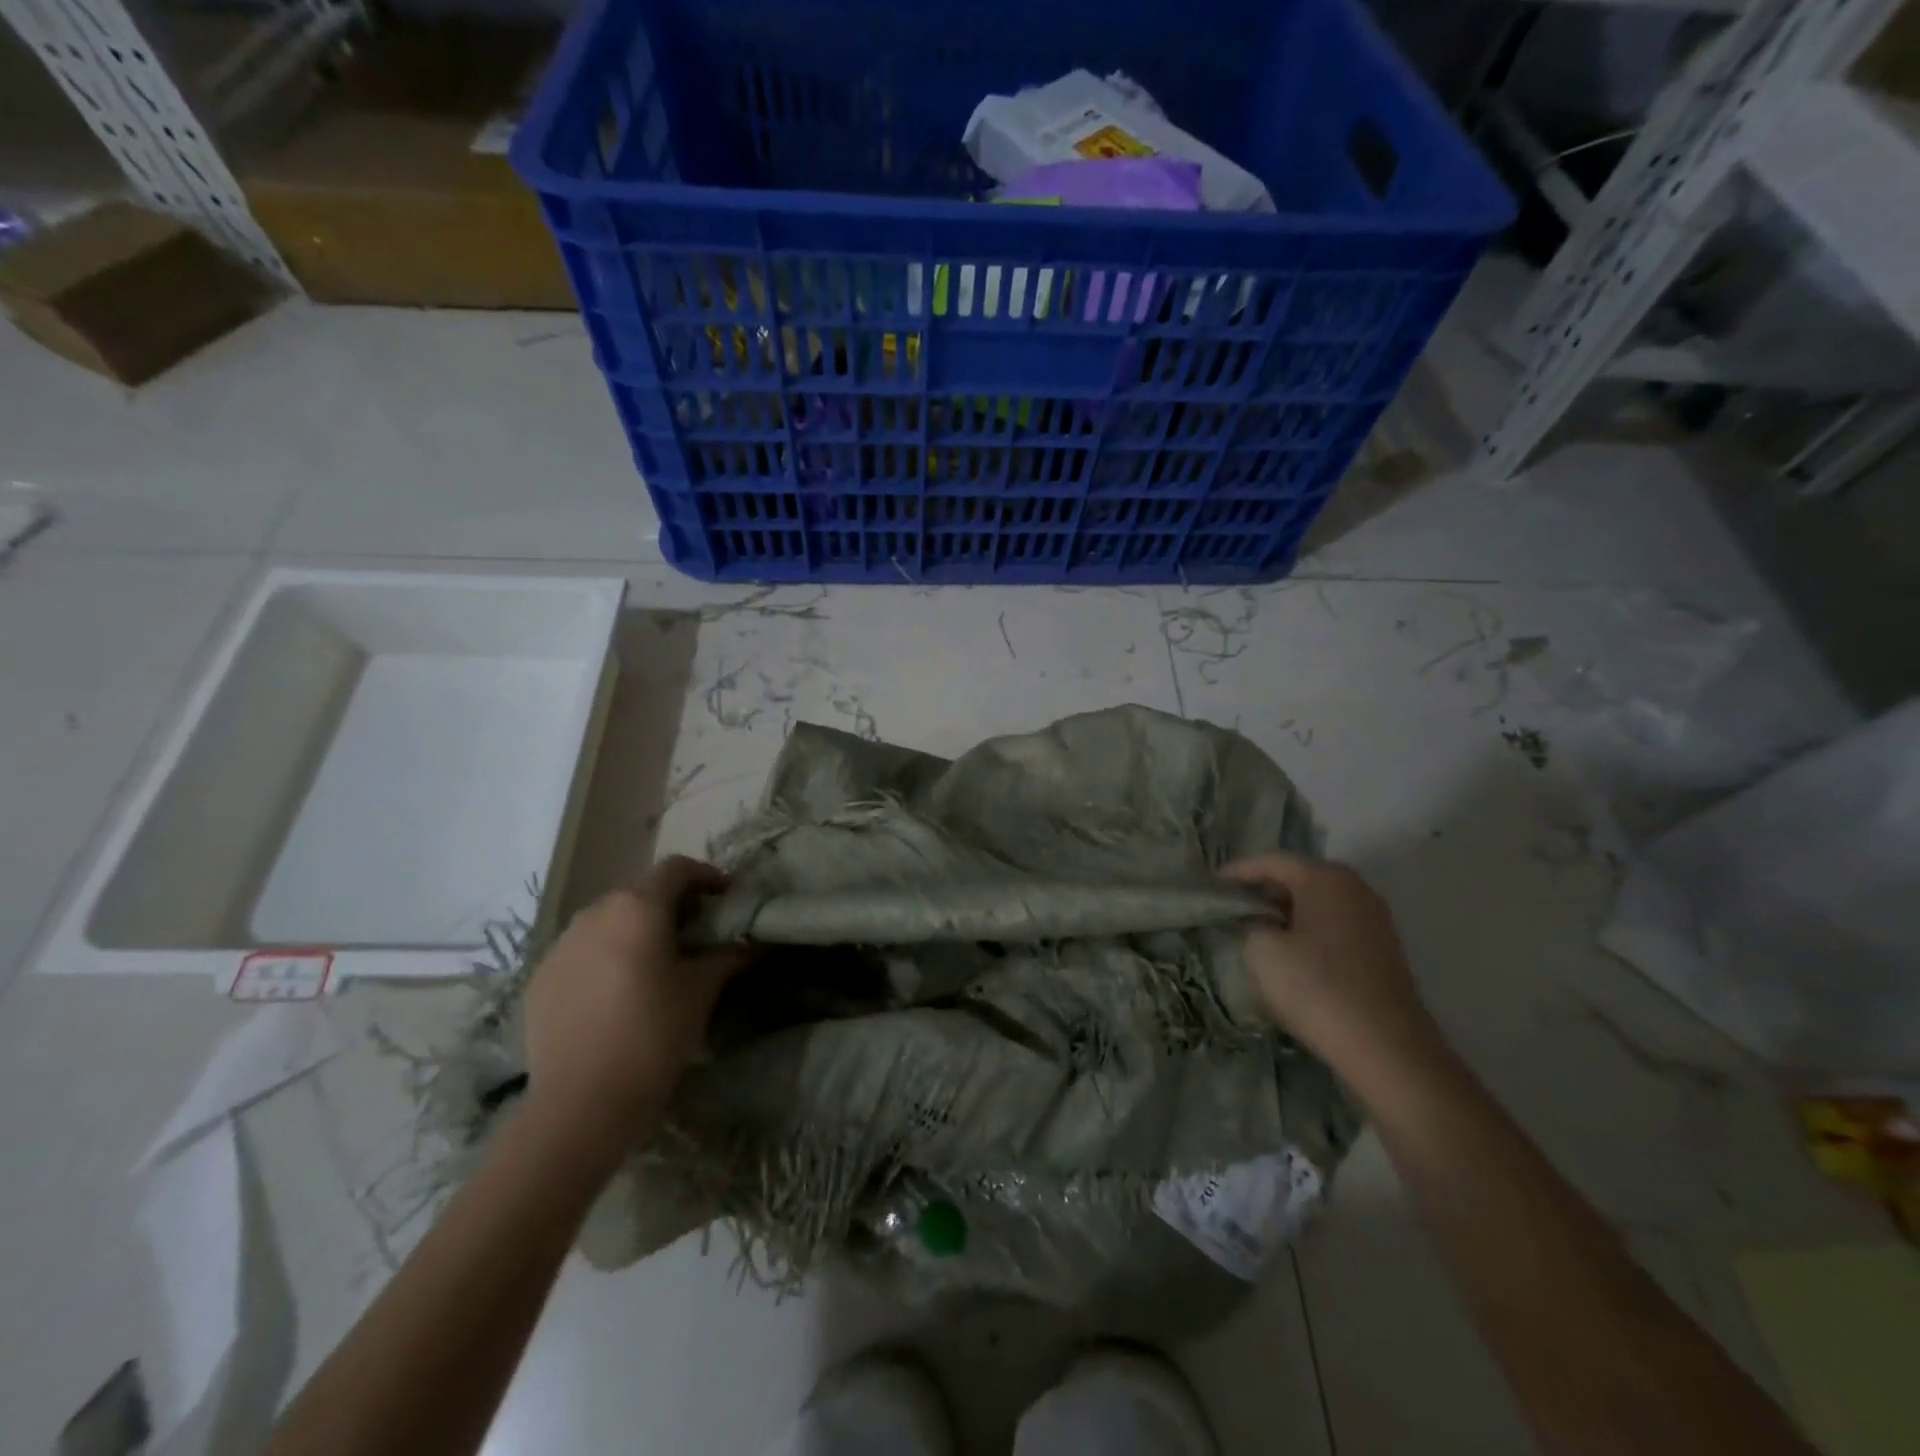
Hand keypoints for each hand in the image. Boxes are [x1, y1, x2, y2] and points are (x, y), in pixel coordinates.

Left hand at [522, 858, 747, 1162]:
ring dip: (635, 930)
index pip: (677, 869)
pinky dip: (605, 957)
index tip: (725, 898)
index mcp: (638, 907)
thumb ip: (726, 958)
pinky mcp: (540, 979)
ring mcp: (560, 946)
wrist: (581, 1104)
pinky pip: (581, 952)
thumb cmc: (653, 1035)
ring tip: (655, 963)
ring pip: (607, 922)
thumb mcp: (701, 992)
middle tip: (696, 934)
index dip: (706, 876)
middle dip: (671, 905)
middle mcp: (595, 913)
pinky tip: (617, 993)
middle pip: (640, 892)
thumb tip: (748, 947)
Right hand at [1221, 854, 1438, 1064]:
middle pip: (1297, 877)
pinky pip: (1334, 926)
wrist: (1387, 1049)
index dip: (1236, 872)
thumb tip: (1253, 920)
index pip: (1271, 861)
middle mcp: (1355, 888)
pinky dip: (1307, 931)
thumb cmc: (1318, 988)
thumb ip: (1249, 923)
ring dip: (1285, 912)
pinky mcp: (1382, 949)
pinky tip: (1289, 953)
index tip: (1210, 886)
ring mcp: (1374, 919)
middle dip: (1262, 890)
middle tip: (1229, 908)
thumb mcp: (1262, 951)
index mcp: (1326, 877)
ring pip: (1317, 903)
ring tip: (1253, 930)